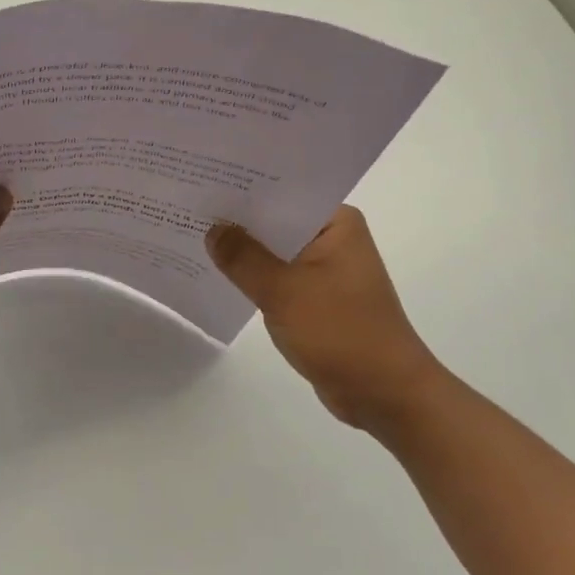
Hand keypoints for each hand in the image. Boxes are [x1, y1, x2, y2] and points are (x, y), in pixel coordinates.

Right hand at [206, 206, 444, 436]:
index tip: (203, 180)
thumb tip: (213, 230)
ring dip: (243, 250)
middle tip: (189, 205)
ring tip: (193, 234)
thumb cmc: (340, 332)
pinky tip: (218, 273)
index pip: (282, 192)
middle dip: (237, 219)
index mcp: (336, 223)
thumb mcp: (283, 291)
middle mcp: (333, 238)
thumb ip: (243, 257)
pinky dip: (254, 276)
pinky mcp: (317, 298)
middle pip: (275, 220)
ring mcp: (326, 270)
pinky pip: (277, 277)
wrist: (385, 394)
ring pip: (274, 250)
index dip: (242, 187)